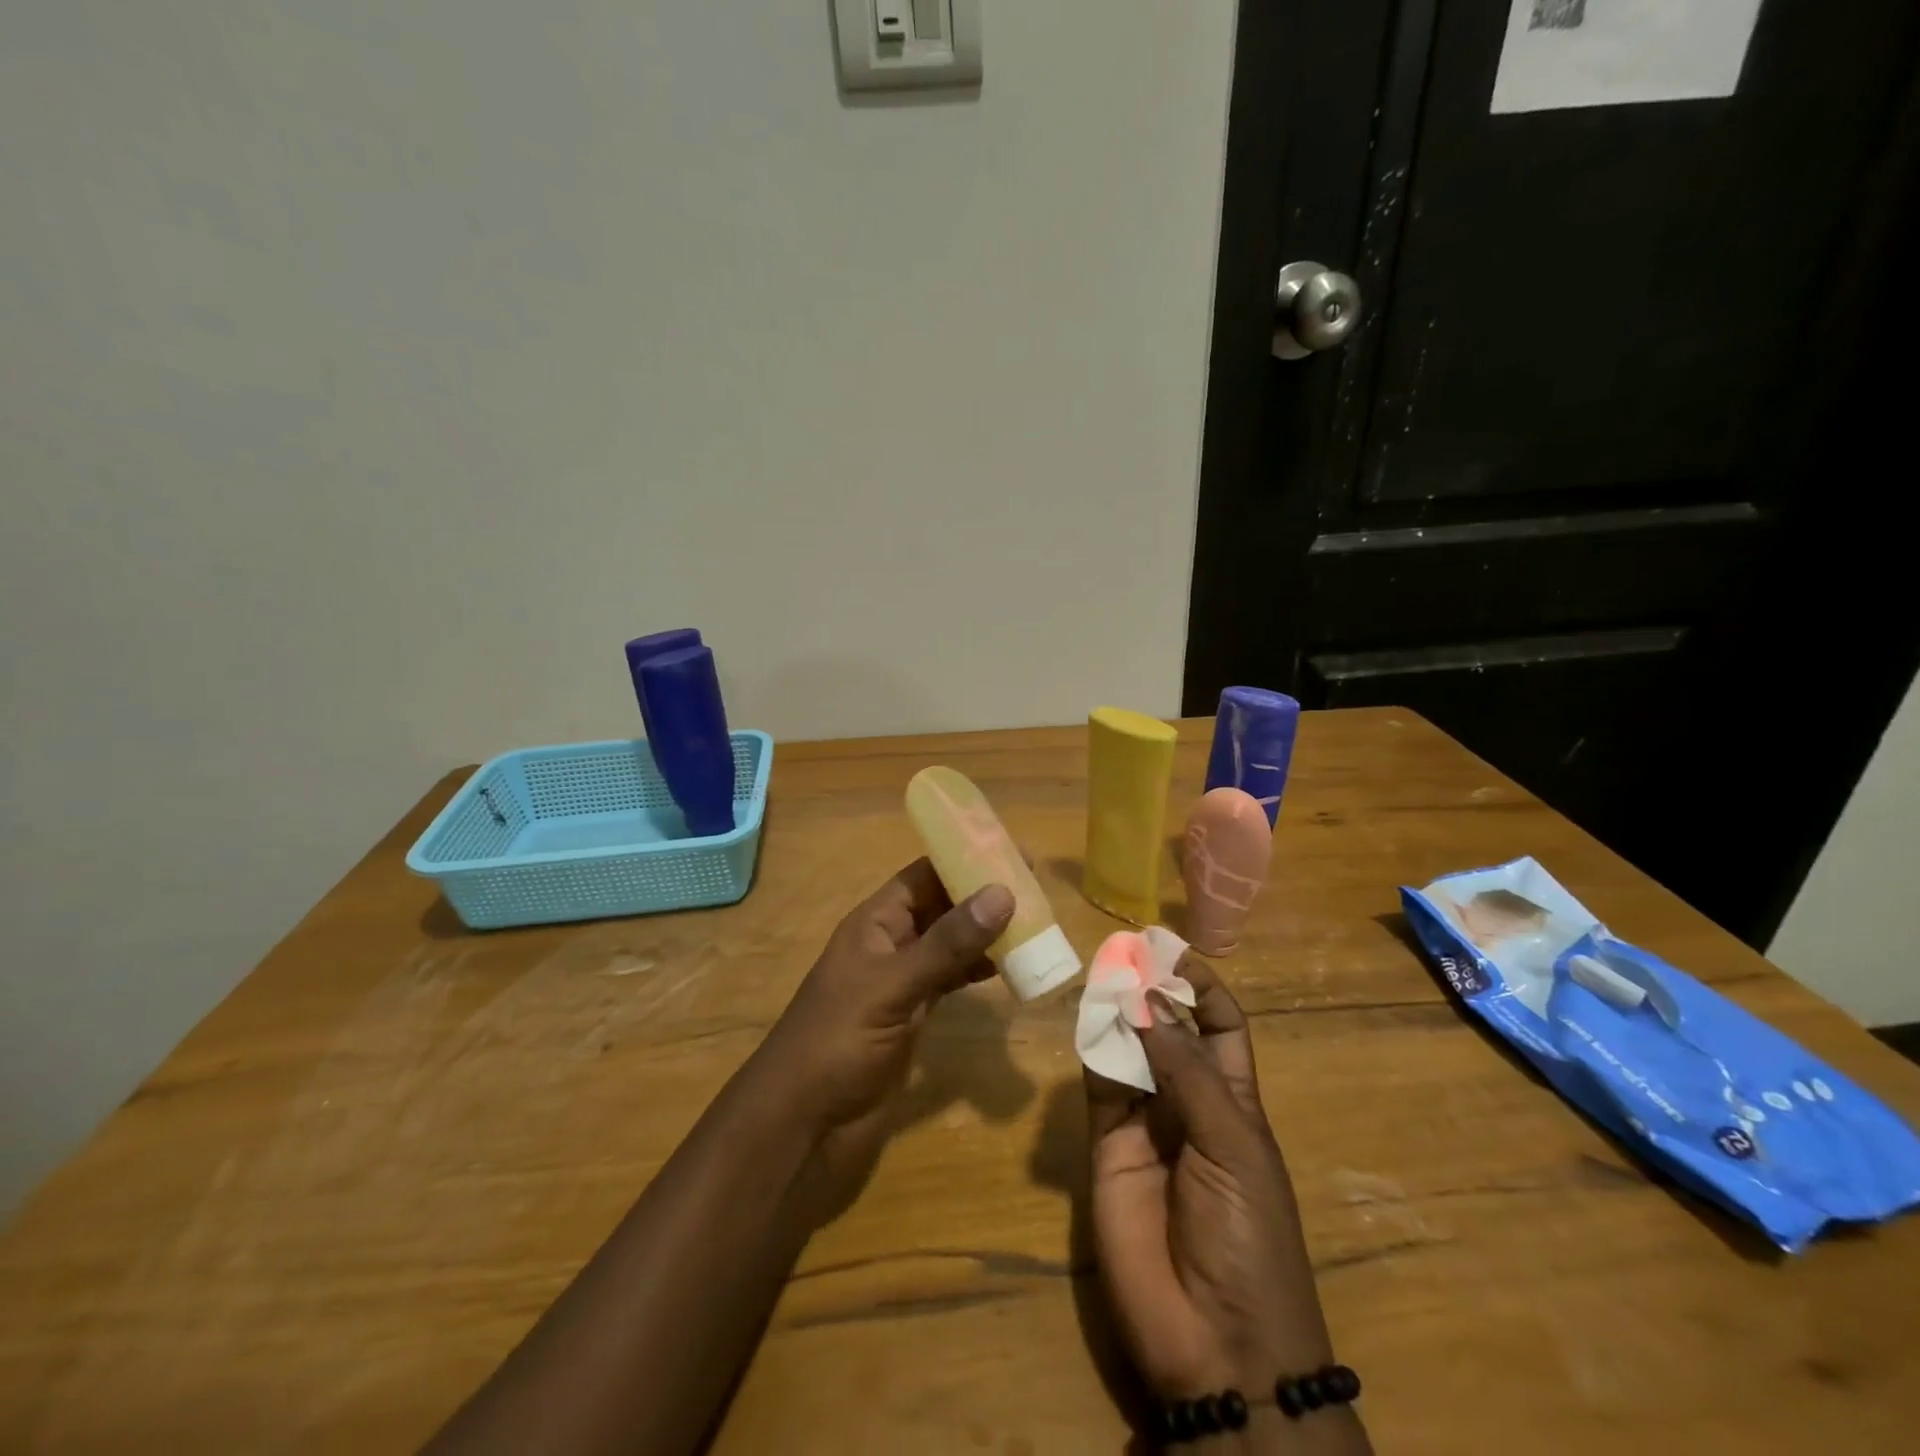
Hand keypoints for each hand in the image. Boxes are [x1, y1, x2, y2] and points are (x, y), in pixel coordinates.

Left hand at [751, 858, 1013, 1202]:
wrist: (804, 1120)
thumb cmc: (839, 1040)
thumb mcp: (894, 986)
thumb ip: (947, 944)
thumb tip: (1002, 893)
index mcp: (876, 922)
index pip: (924, 875)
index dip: (962, 859)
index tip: (1011, 852)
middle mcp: (890, 943)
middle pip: (941, 906)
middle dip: (982, 896)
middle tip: (1035, 889)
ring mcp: (902, 979)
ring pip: (949, 943)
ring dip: (984, 934)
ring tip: (1031, 925)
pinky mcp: (912, 1013)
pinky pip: (950, 978)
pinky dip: (976, 970)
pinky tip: (1005, 970)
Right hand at [1086, 957, 1332, 1401]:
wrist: (1215, 1343)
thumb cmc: (1248, 1238)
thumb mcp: (1233, 1147)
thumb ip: (1185, 1074)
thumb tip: (1149, 1001)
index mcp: (1234, 1101)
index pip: (1220, 1026)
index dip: (1201, 987)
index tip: (1172, 951)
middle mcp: (1187, 1102)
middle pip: (1168, 1030)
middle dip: (1151, 990)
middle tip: (1124, 950)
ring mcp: (1143, 1124)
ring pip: (1128, 1050)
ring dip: (1118, 1013)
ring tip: (1102, 973)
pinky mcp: (1105, 1145)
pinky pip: (1098, 1086)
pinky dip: (1092, 1050)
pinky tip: (1088, 1020)